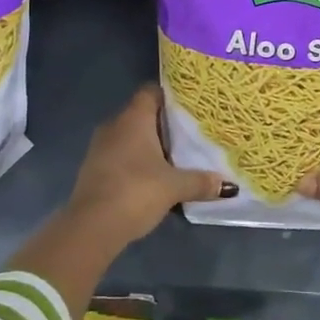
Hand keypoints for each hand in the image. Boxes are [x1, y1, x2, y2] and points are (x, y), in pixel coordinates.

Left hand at [66, 84, 233, 248]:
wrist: (91, 227)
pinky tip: (152, 176)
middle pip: (142, 114)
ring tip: (176, 156)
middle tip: (190, 133)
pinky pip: (120, 155)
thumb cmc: (135, 192)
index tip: (190, 106)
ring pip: (130, 136)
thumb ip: (200, 182)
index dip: (170, 96)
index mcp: (134, 118)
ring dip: (149, 145)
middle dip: (164, 124)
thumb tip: (228, 185)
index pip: (151, 92)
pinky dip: (135, 161)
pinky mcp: (94, 168)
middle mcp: (115, 125)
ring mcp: (100, 147)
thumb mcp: (174, 187)